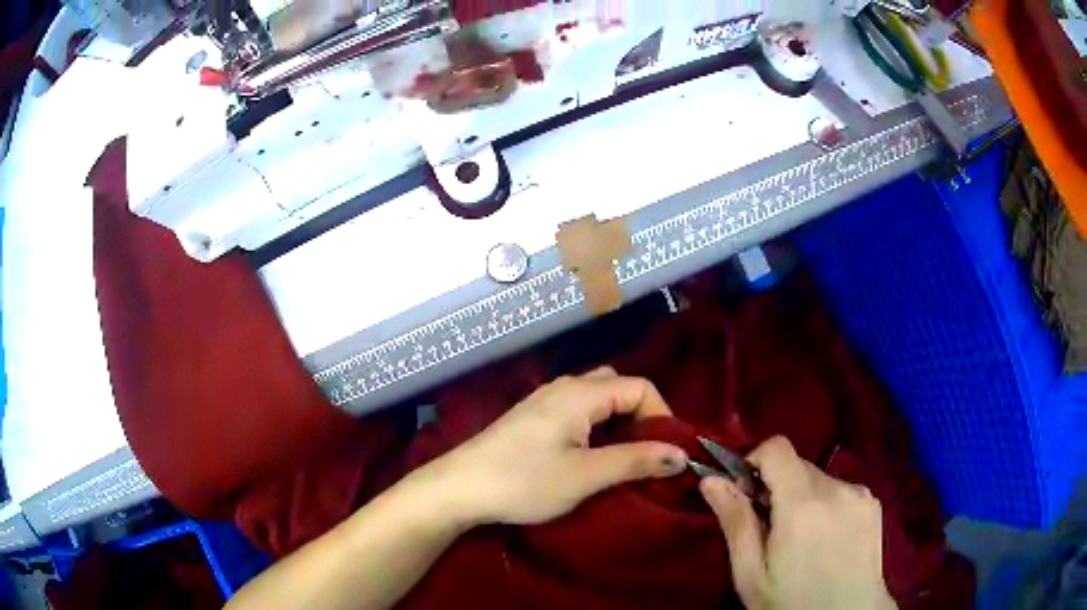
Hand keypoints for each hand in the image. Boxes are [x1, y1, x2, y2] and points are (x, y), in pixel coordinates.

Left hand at [419, 367, 687, 526]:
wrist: (458, 489)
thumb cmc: (523, 481)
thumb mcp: (586, 475)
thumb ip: (636, 461)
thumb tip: (681, 454)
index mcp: (580, 393)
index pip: (640, 387)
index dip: (662, 416)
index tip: (667, 453)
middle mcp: (564, 387)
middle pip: (618, 387)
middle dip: (641, 416)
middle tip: (646, 454)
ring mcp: (544, 402)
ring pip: (597, 400)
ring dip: (618, 424)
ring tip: (624, 458)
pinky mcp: (532, 419)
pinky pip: (577, 412)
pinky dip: (596, 428)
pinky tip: (590, 456)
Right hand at [700, 436, 896, 609]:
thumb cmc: (791, 602)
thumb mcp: (751, 573)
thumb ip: (735, 522)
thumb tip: (710, 479)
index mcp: (802, 504)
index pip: (777, 448)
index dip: (755, 462)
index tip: (746, 494)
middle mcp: (836, 488)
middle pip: (798, 465)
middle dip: (778, 488)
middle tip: (770, 529)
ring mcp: (860, 494)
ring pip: (819, 479)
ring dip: (803, 498)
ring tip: (802, 540)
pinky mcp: (873, 504)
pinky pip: (841, 490)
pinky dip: (827, 505)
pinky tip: (827, 540)